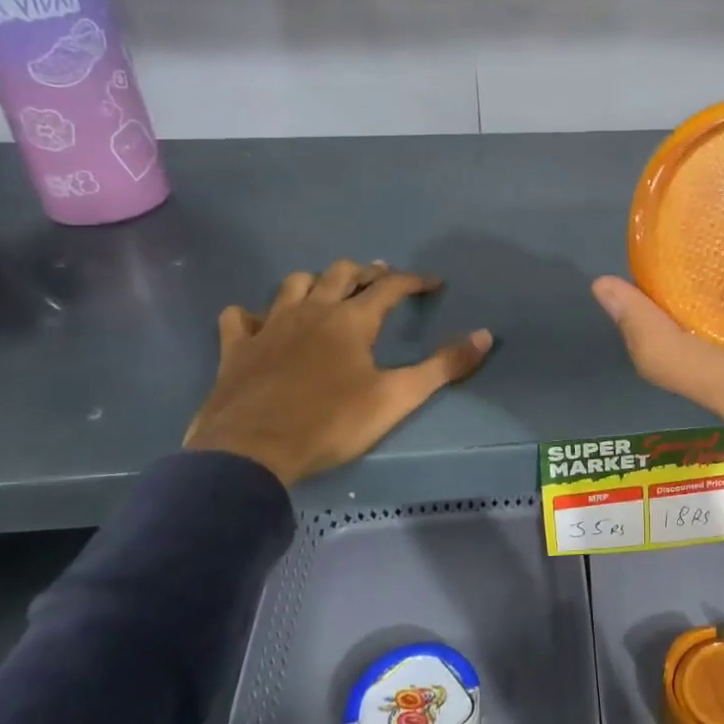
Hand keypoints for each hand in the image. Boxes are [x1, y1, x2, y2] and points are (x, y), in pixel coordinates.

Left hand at [185, 262, 492, 487]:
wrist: (252, 450)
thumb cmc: (332, 422)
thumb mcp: (397, 397)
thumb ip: (444, 366)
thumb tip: (485, 335)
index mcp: (352, 320)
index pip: (390, 287)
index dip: (415, 281)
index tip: (434, 283)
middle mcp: (312, 311)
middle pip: (341, 273)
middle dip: (366, 272)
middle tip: (381, 279)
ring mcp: (270, 326)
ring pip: (293, 284)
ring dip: (315, 282)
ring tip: (328, 293)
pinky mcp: (237, 348)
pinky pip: (240, 316)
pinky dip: (253, 314)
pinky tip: (260, 322)